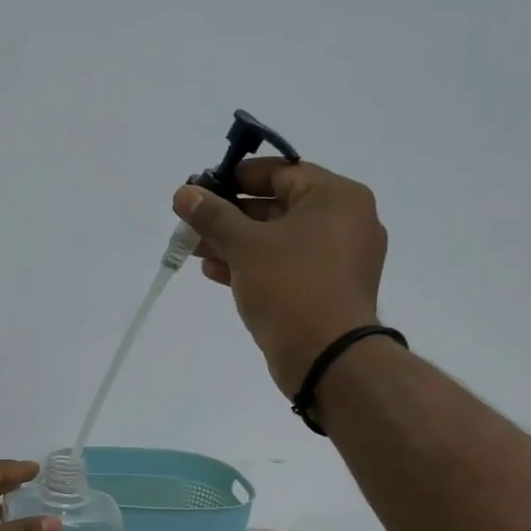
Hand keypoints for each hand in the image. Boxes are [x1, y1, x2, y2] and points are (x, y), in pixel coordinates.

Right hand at [172, 159, 387, 398]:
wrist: (327, 357)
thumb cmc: (290, 287)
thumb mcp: (245, 245)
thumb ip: (213, 216)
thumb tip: (185, 193)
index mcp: (336, 197)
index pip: (282, 172)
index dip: (238, 177)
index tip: (204, 186)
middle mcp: (346, 221)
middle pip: (278, 206)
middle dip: (230, 215)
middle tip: (192, 220)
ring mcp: (339, 259)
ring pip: (278, 239)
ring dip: (235, 242)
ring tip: (194, 248)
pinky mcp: (327, 289)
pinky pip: (286, 265)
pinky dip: (254, 265)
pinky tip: (214, 271)